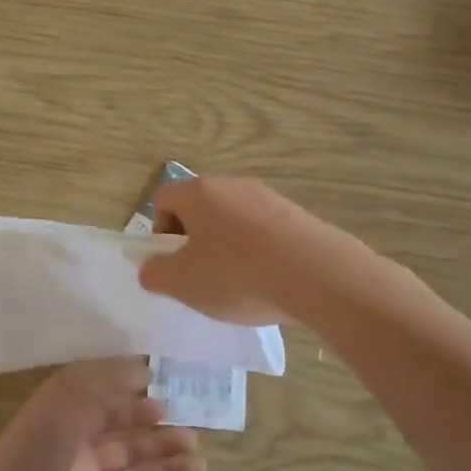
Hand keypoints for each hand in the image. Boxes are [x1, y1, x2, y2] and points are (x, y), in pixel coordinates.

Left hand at [0, 359, 204, 470]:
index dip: (137, 408)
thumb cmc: (40, 447)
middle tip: (191, 439)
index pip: (110, 412)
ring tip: (198, 466)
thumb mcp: (68, 394)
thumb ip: (107, 378)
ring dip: (171, 470)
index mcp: (69, 424)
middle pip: (131, 445)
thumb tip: (145, 370)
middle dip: (162, 440)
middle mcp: (83, 457)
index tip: (165, 407)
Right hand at [137, 176, 336, 324]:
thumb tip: (151, 268)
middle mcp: (234, 185)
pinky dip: (260, 254)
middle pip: (200, 208)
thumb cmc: (238, 275)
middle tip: (201, 277)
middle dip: (195, 241)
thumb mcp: (183, 283)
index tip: (172, 263)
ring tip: (239, 285)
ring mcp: (271, 198)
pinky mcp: (300, 217)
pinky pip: (266, 232)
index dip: (159, 231)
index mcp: (199, 192)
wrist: (318, 277)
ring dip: (228, 248)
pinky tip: (270, 283)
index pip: (163, 199)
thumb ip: (156, 274)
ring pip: (234, 221)